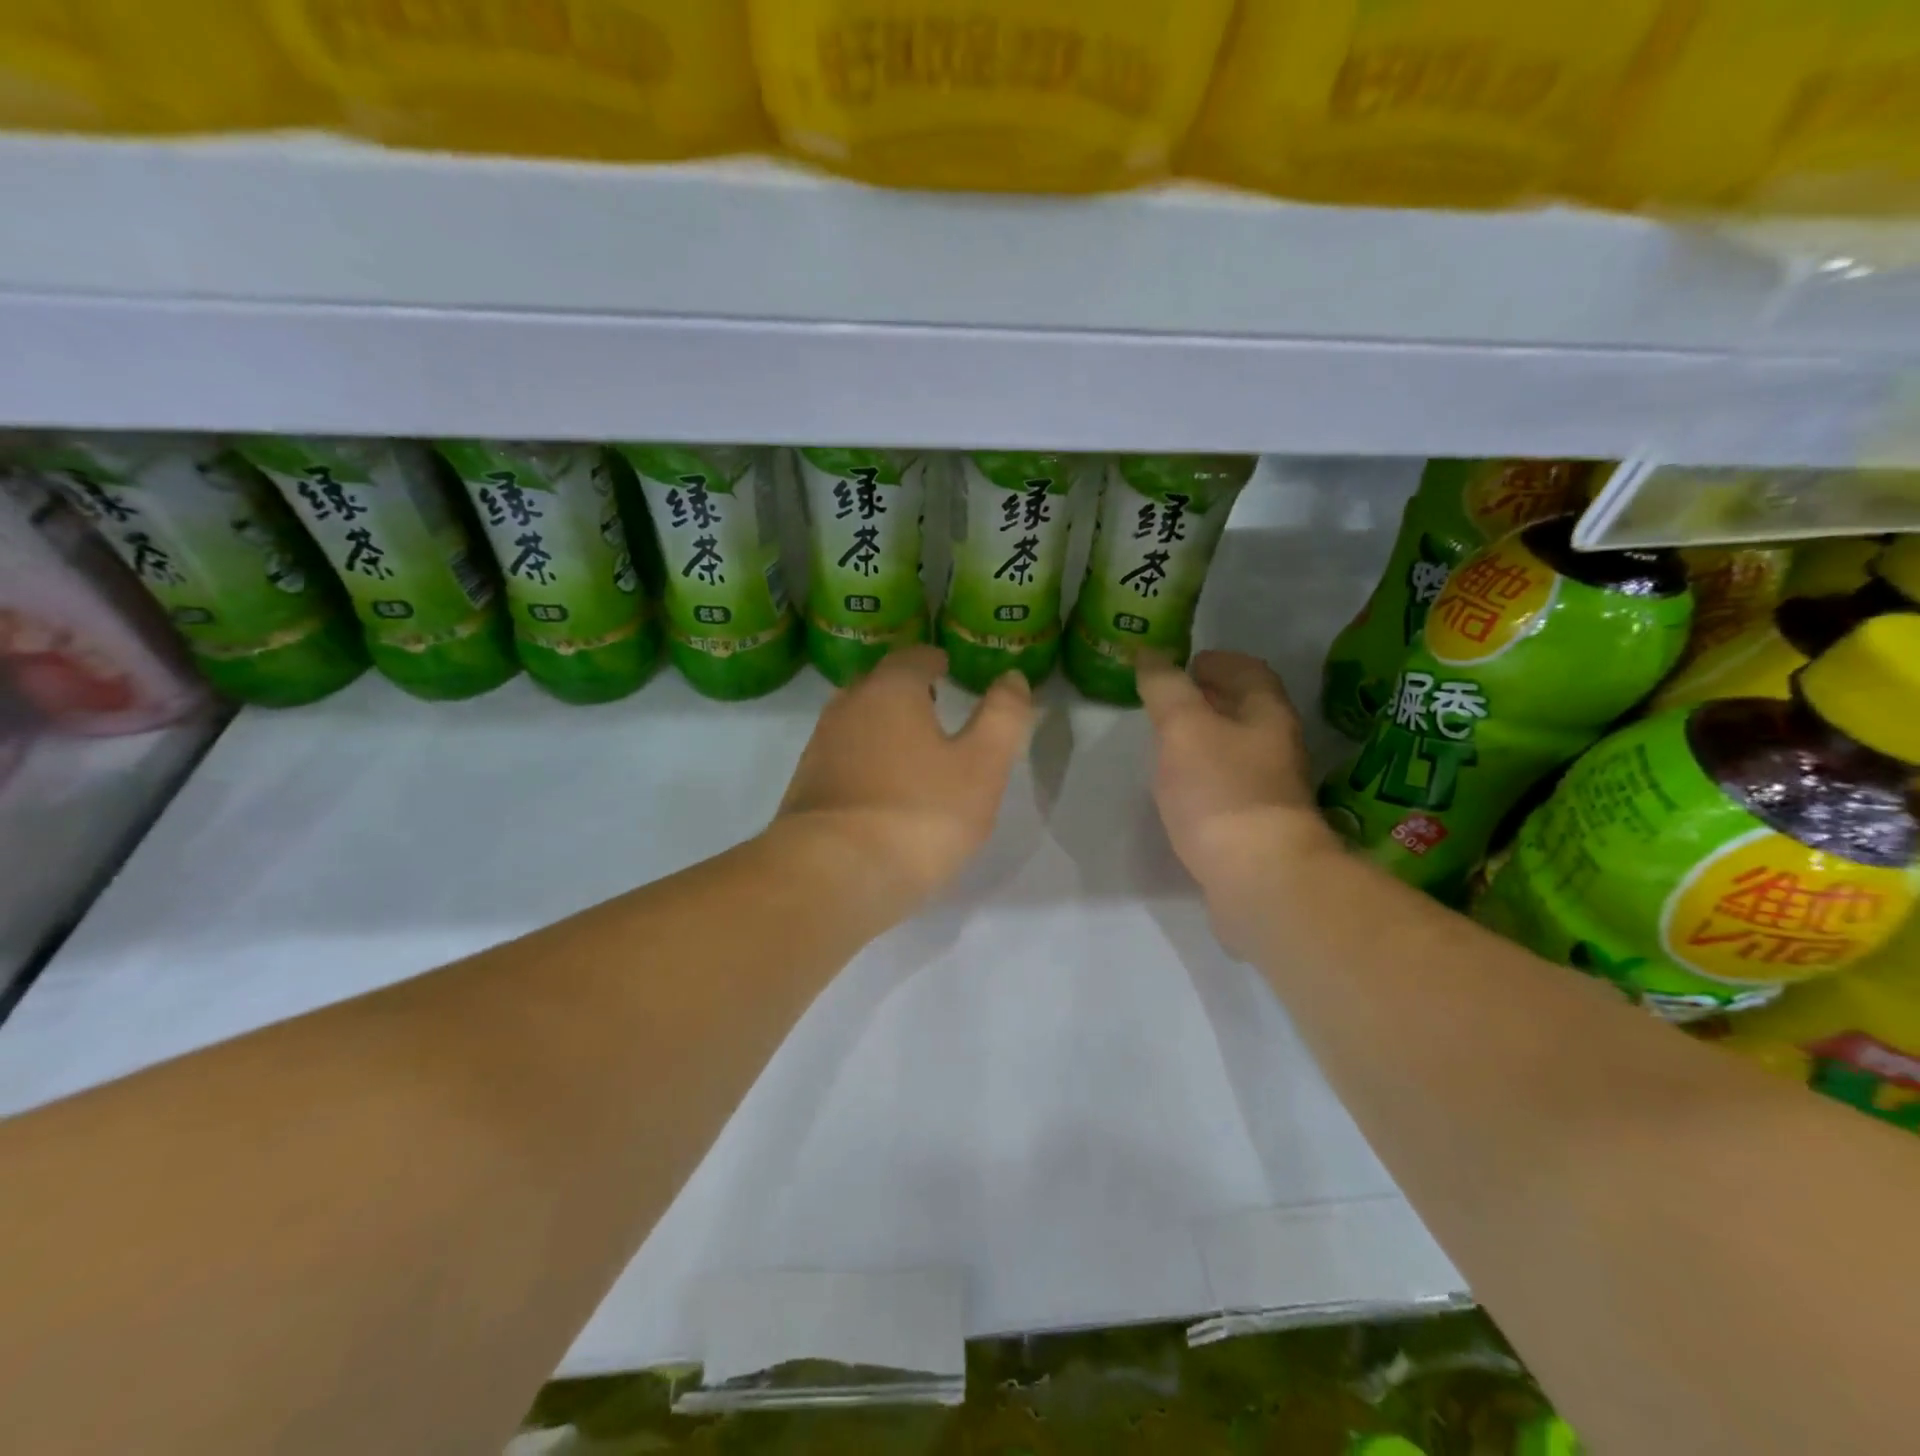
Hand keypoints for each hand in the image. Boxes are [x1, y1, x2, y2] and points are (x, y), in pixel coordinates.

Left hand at [773, 645, 1033, 910]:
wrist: (833, 874)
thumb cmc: (919, 813)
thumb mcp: (982, 766)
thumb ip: (1003, 717)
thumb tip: (1012, 678)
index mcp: (889, 691)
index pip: (912, 658)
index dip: (933, 660)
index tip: (946, 666)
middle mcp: (847, 708)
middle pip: (877, 684)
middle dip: (904, 688)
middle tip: (932, 702)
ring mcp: (819, 749)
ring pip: (854, 721)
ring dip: (880, 724)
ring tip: (909, 746)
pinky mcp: (805, 788)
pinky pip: (841, 758)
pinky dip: (862, 759)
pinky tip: (879, 787)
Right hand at [1136, 650, 1334, 946]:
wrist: (1260, 878)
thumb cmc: (1220, 791)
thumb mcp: (1183, 727)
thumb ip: (1166, 688)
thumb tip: (1150, 655)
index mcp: (1267, 715)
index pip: (1249, 672)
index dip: (1219, 661)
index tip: (1188, 662)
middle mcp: (1277, 747)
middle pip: (1247, 710)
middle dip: (1211, 698)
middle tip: (1170, 699)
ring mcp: (1271, 790)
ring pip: (1237, 749)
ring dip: (1207, 737)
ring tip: (1168, 740)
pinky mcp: (1258, 826)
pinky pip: (1229, 785)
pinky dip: (1205, 775)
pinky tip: (1181, 788)